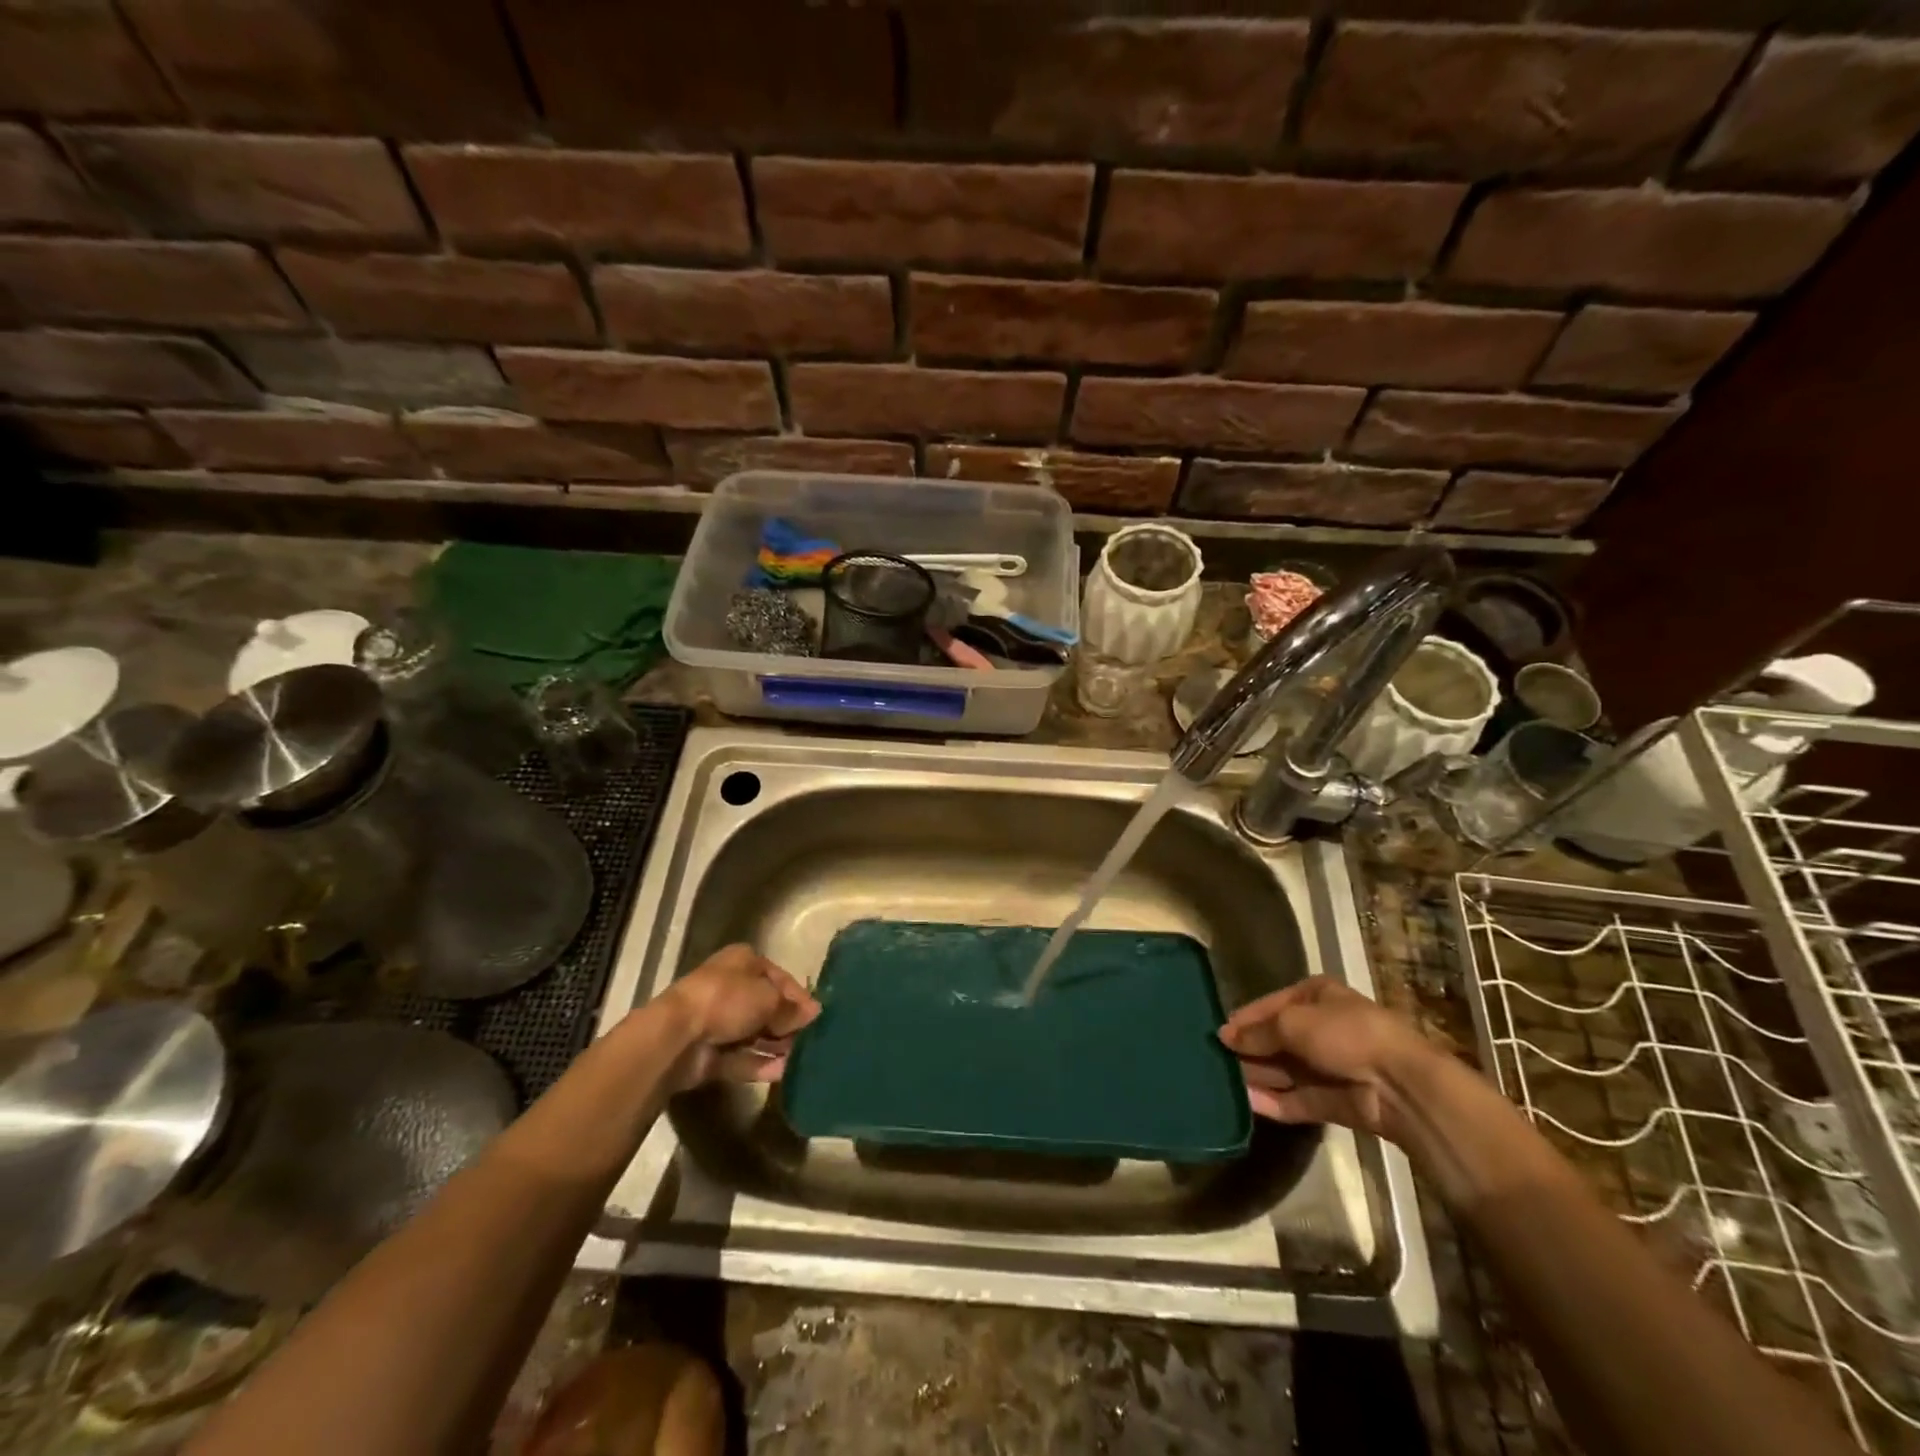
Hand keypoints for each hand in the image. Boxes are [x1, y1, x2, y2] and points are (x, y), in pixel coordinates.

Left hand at [659, 944, 819, 1090]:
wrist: (677, 1037)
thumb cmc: (727, 1000)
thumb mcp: (769, 997)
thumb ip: (792, 1008)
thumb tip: (813, 1013)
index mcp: (742, 962)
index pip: (778, 977)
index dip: (798, 996)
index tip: (817, 1015)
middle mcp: (730, 988)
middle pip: (766, 1006)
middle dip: (788, 1023)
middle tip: (813, 1039)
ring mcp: (718, 1022)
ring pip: (755, 1034)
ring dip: (778, 1046)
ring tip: (805, 1059)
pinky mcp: (711, 1054)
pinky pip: (743, 1058)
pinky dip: (762, 1065)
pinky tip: (786, 1072)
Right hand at [1217, 977, 1436, 1140]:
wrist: (1400, 1085)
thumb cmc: (1344, 1034)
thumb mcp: (1291, 1022)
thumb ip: (1257, 1032)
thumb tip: (1225, 1036)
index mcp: (1317, 996)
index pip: (1272, 1005)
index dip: (1245, 1018)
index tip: (1218, 1033)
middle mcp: (1324, 1027)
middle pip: (1278, 1038)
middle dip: (1250, 1050)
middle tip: (1215, 1060)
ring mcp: (1331, 1066)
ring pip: (1286, 1070)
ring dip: (1258, 1076)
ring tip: (1223, 1082)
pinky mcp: (1336, 1100)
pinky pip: (1299, 1098)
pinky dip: (1275, 1101)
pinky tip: (1248, 1102)